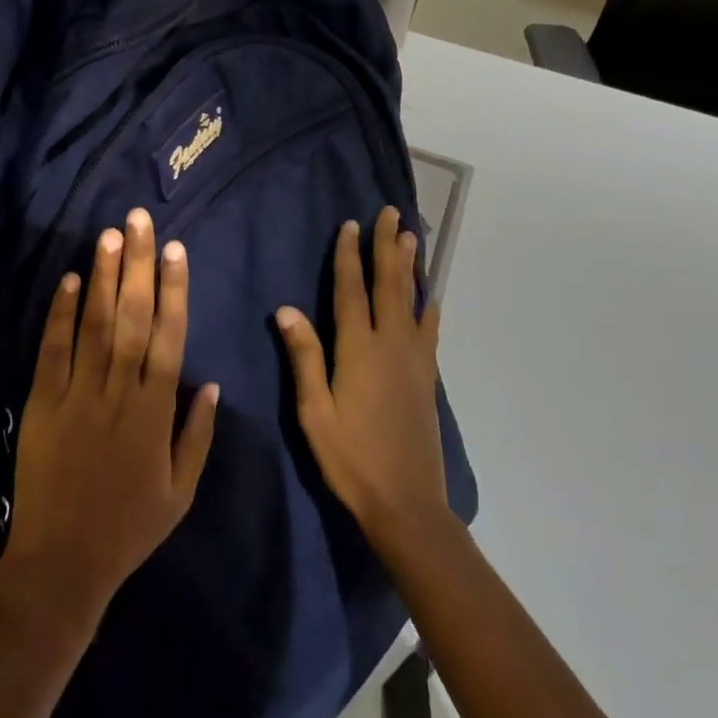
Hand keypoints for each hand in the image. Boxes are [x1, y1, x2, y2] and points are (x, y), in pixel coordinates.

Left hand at [0, 209, 220, 627]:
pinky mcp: (41, 403)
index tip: (175, 250)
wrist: (61, 564)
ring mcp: (77, 395)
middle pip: (133, 317)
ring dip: (104, 277)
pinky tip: (69, 280)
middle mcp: (118, 393)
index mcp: (154, 413)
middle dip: (137, 265)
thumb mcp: (180, 493)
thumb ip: (197, 436)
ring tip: (109, 235)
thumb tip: (210, 384)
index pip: (169, 337)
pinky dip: (60, 314)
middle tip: (138, 220)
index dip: (174, 290)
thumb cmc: (128, 529)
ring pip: (95, 324)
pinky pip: (53, 350)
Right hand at [278, 207, 447, 546]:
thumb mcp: (315, 411)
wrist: (407, 503)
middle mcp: (390, 345)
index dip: (350, 256)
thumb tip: (286, 309)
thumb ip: (304, 357)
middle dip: (387, 247)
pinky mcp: (426, 378)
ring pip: (413, 301)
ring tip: (412, 238)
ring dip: (410, 267)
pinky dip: (429, 306)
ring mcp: (414, 360)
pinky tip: (431, 297)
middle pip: (388, 285)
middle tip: (392, 213)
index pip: (351, 290)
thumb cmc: (351, 458)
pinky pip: (429, 330)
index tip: (352, 224)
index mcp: (358, 349)